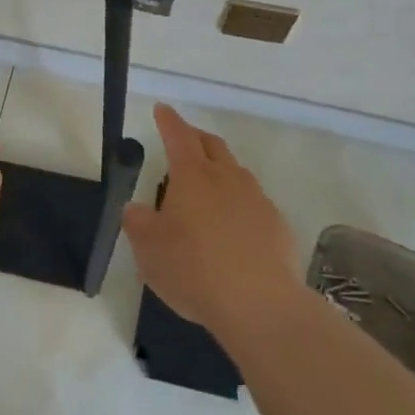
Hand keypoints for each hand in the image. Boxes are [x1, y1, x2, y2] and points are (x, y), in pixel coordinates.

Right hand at [123, 103, 303, 339]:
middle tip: (183, 141)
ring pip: (236, 172)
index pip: (179, 136)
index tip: (162, 109)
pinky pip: (254, 202)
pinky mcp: (277, 225)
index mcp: (193, 176)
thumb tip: (137, 208)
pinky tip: (233, 226)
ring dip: (220, 169)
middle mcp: (227, 178)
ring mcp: (256, 200)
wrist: (260, 306)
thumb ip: (137, 223)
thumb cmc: (194, 270)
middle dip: (195, 137)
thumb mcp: (148, 250)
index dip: (169, 121)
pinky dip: (239, 202)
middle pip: (212, 145)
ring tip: (207, 185)